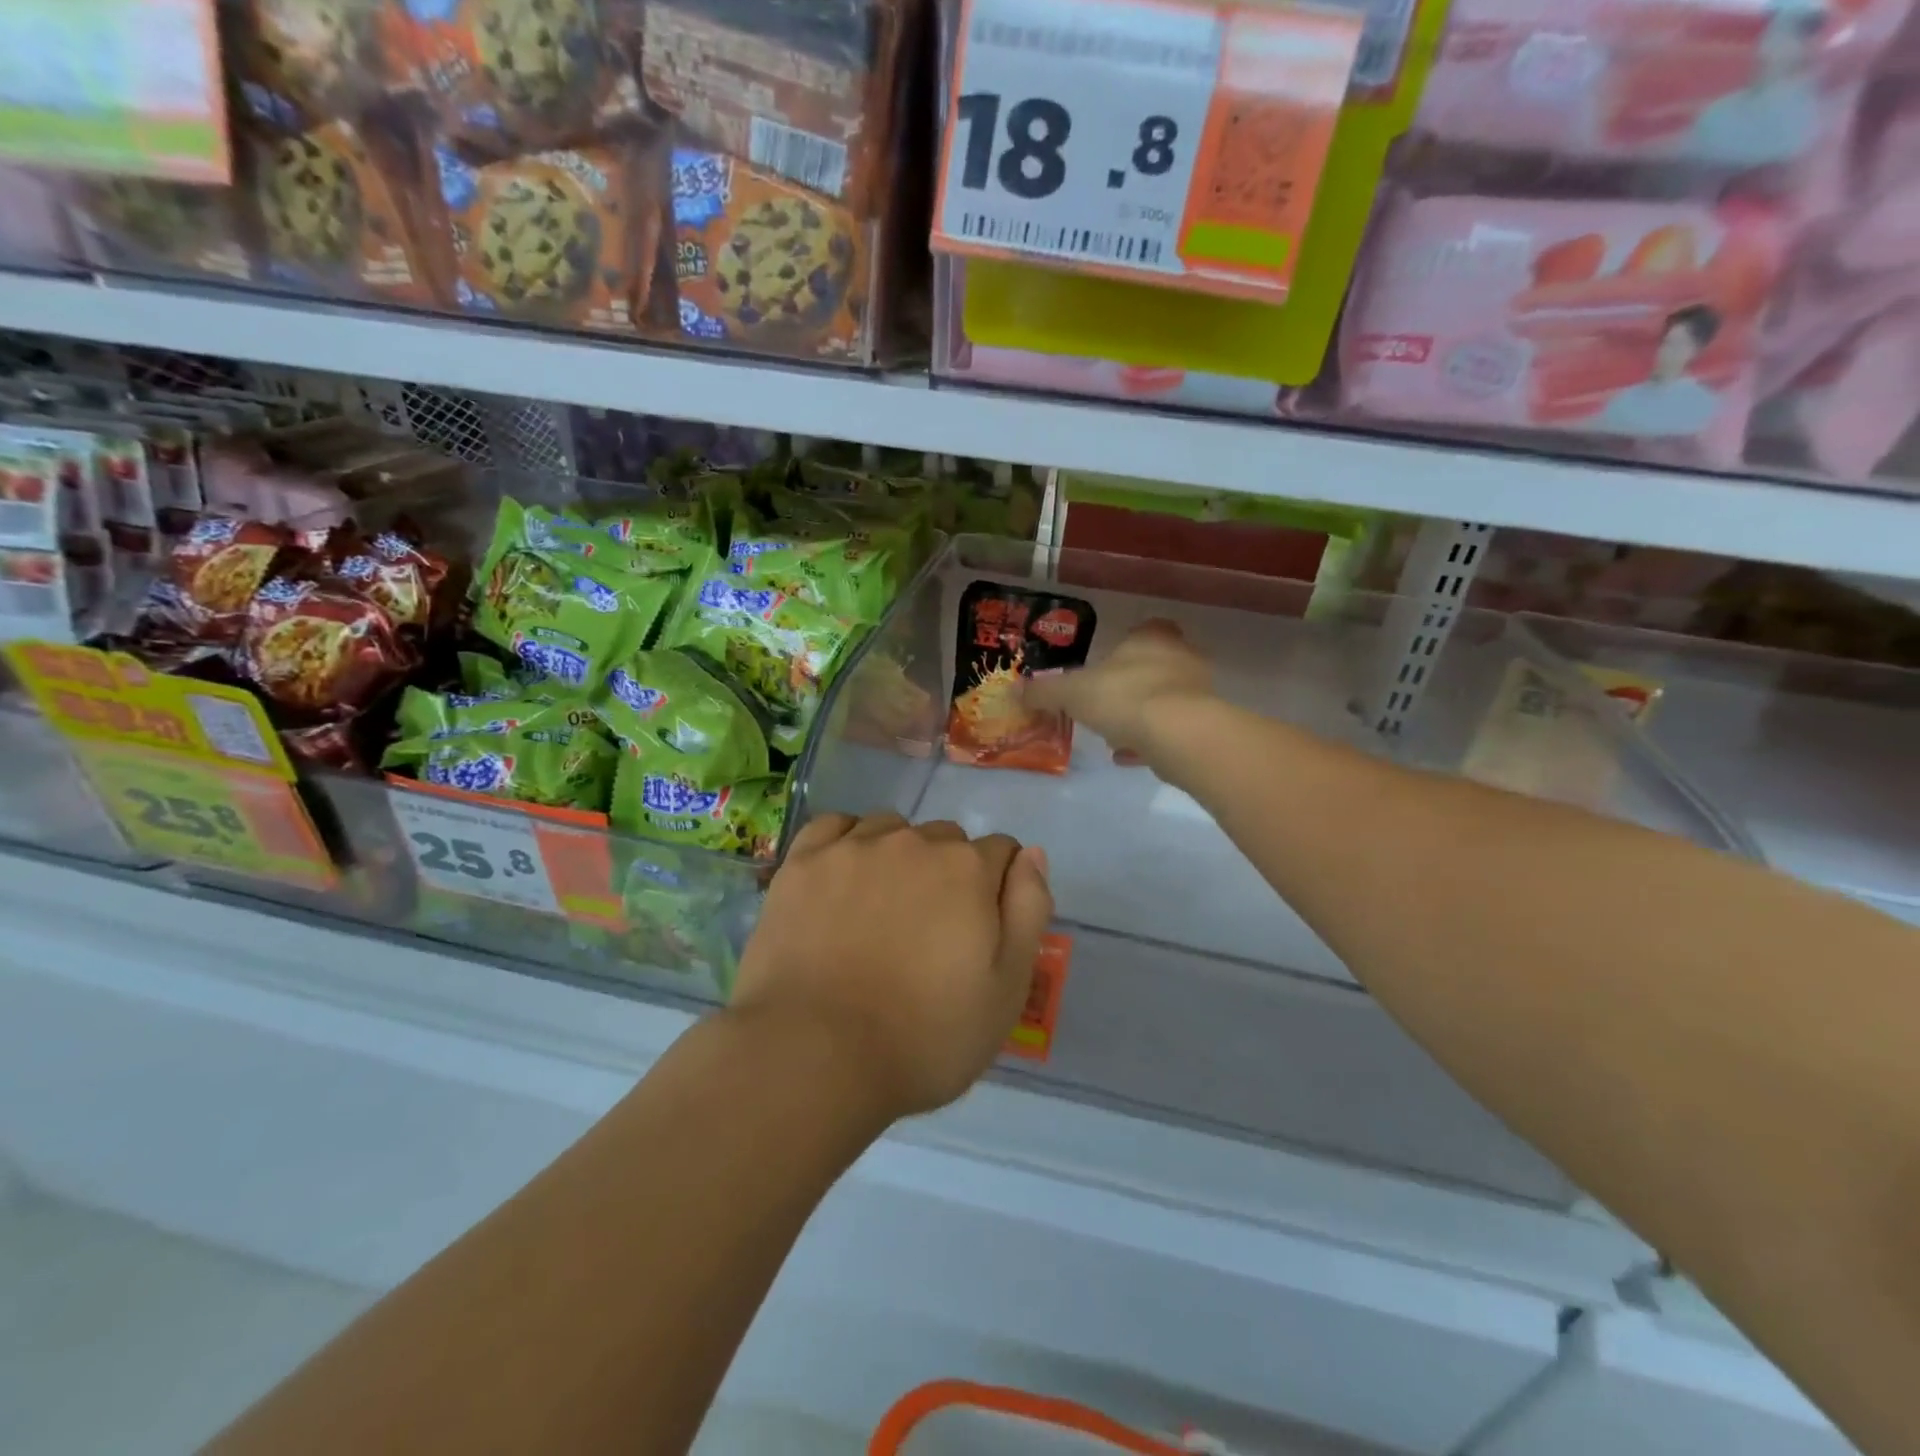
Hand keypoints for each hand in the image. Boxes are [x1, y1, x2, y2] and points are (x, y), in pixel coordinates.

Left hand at [731, 813, 1053, 1120]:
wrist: (815, 1056)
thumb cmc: (925, 1036)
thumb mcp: (1007, 989)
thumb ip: (1028, 911)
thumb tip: (1031, 854)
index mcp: (968, 869)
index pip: (1001, 852)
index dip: (997, 889)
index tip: (979, 930)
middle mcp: (914, 842)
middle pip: (946, 839)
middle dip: (948, 872)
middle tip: (927, 931)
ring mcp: (853, 847)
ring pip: (891, 828)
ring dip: (898, 855)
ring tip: (880, 908)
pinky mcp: (802, 862)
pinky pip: (835, 826)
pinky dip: (846, 842)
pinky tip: (842, 876)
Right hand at [1022, 619, 1213, 762]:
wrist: (1178, 734)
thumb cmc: (1123, 696)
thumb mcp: (1072, 692)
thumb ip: (1044, 691)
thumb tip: (1015, 690)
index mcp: (1151, 637)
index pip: (1144, 630)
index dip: (1125, 646)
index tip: (1106, 665)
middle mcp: (1180, 656)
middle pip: (1156, 665)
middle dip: (1131, 683)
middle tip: (1105, 703)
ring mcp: (1198, 691)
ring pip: (1165, 699)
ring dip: (1141, 715)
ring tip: (1114, 735)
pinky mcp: (1204, 724)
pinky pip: (1172, 730)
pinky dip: (1151, 741)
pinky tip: (1129, 756)